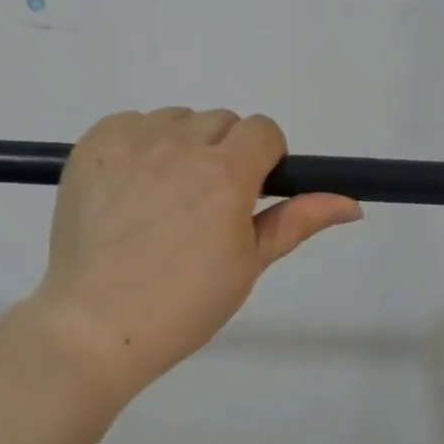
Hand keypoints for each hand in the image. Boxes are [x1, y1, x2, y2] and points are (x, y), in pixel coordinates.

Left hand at [25, 108, 362, 402]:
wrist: (95, 324)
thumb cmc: (182, 304)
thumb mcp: (247, 264)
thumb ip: (297, 221)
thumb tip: (351, 203)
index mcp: (226, 173)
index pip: (263, 129)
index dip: (263, 158)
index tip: (247, 192)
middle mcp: (180, 144)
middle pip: (221, 122)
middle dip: (222, 153)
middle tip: (200, 204)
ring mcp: (132, 140)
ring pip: (176, 119)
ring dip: (179, 146)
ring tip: (159, 198)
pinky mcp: (93, 143)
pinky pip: (131, 122)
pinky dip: (137, 144)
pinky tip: (127, 186)